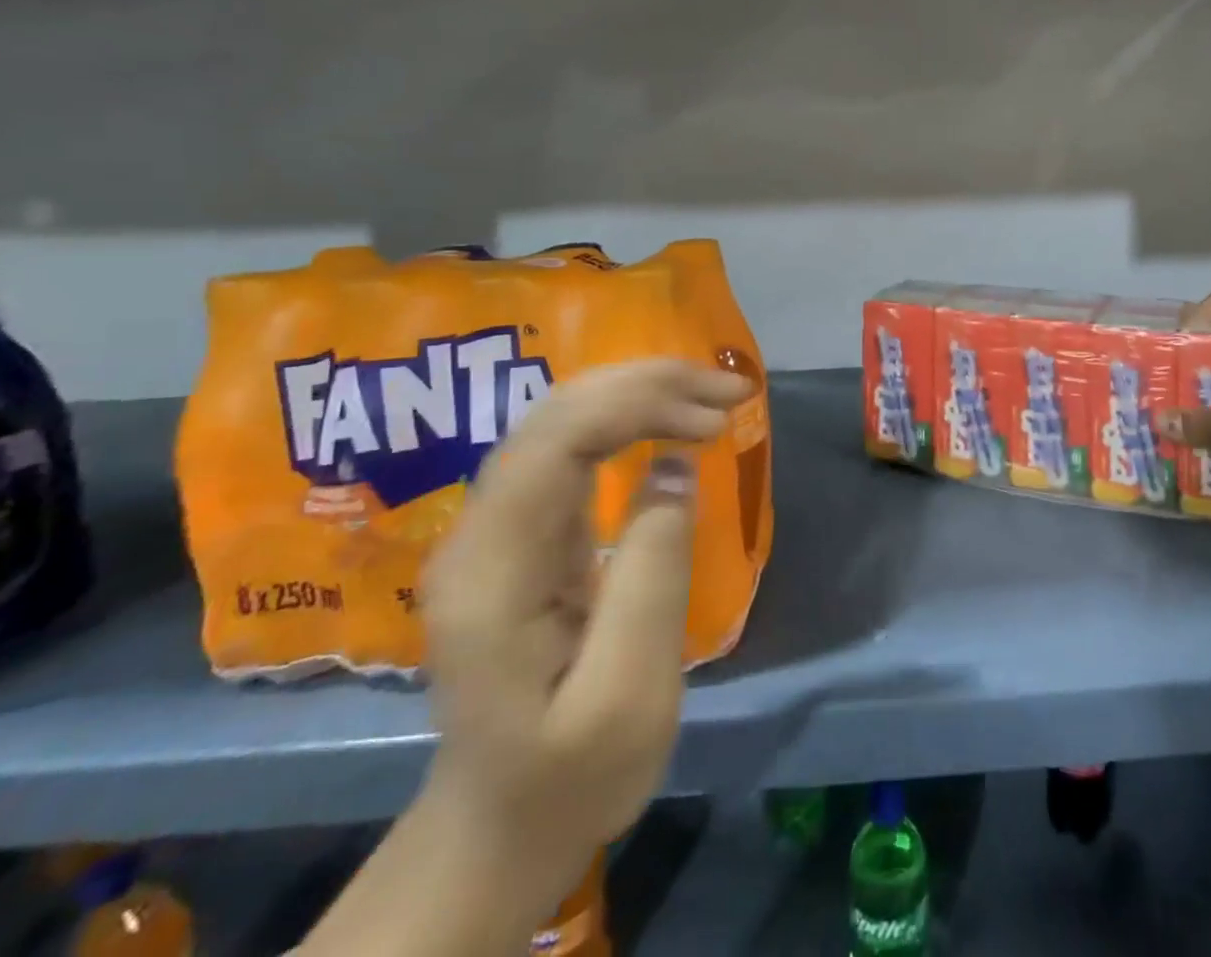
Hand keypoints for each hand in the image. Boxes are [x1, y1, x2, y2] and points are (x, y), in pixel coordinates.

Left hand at [419, 357, 750, 880]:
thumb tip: (675, 467)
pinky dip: (629, 421)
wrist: (503, 826)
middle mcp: (480, 533)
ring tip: (713, 398)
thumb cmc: (571, 775)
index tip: (717, 414)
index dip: (638, 404)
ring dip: (640, 394)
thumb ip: (651, 575)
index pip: (555, 440)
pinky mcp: (522, 534)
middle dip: (647, 385)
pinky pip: (571, 449)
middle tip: (730, 390)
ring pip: (563, 422)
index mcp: (492, 570)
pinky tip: (671, 421)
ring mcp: (496, 530)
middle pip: (556, 415)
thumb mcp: (627, 696)